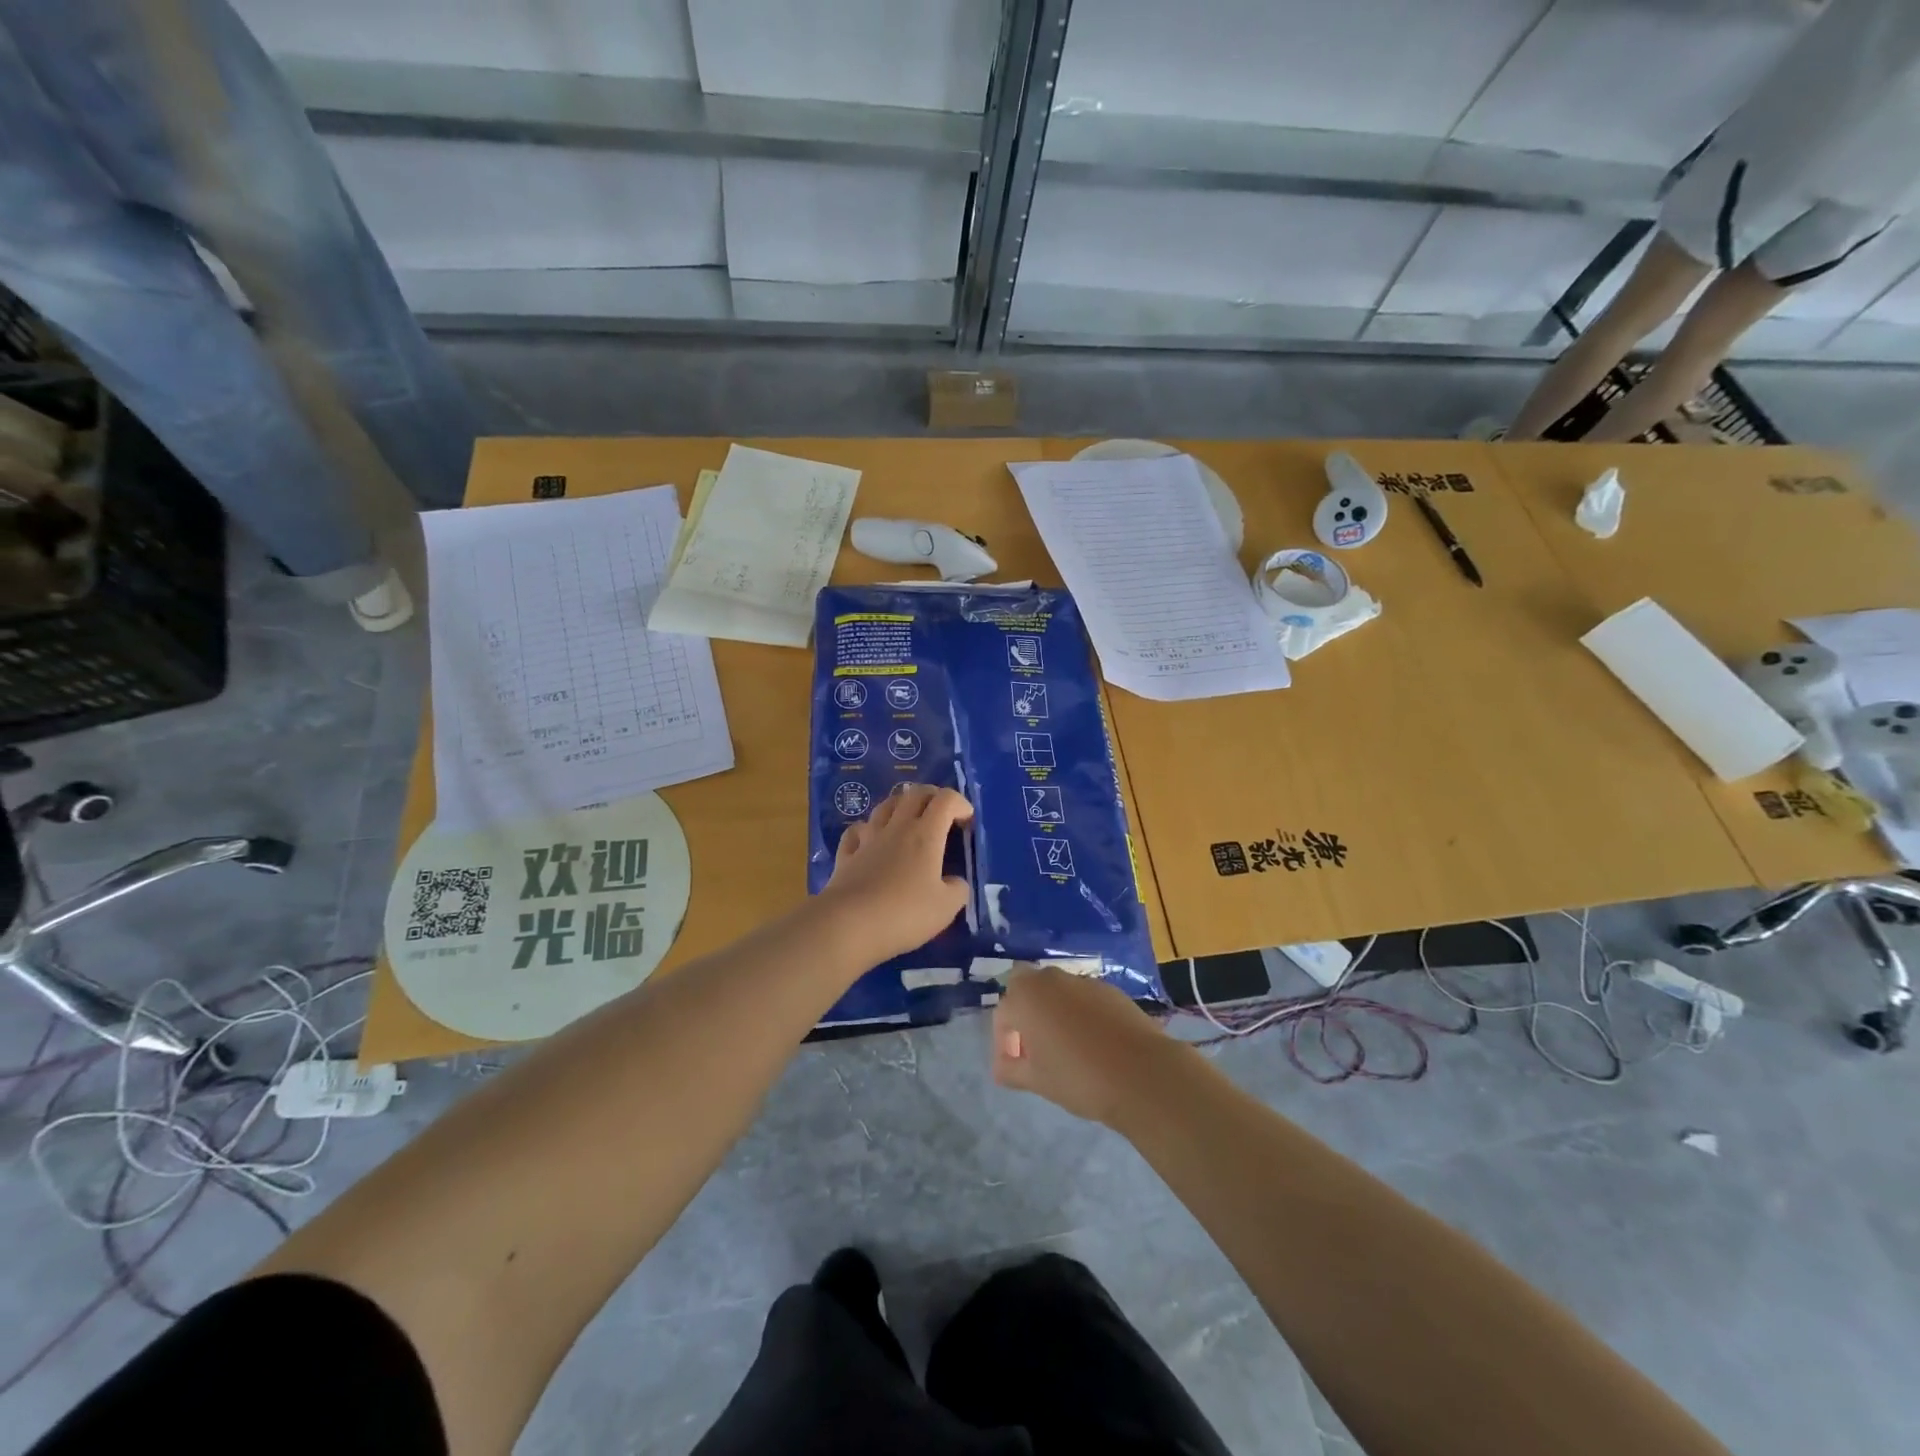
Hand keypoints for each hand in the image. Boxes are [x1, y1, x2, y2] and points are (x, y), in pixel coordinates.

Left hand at [819, 783, 972, 965]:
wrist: (849, 925)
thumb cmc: (904, 913)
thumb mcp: (946, 908)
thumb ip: (958, 890)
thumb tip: (956, 882)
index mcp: (925, 835)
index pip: (946, 800)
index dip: (960, 803)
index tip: (967, 821)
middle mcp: (897, 828)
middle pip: (914, 794)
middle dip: (932, 796)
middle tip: (942, 813)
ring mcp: (868, 838)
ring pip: (884, 806)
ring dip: (901, 805)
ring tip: (908, 819)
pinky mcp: (846, 855)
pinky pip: (857, 830)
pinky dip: (867, 829)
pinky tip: (870, 838)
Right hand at [991, 967, 1182, 1126]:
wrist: (1142, 1073)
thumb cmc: (1078, 1077)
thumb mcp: (1036, 1080)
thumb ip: (1011, 1069)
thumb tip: (1003, 1066)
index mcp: (1026, 996)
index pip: (1003, 1014)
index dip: (1004, 1041)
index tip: (1015, 1066)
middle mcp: (1051, 979)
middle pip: (1027, 989)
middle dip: (1025, 1015)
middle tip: (1035, 1049)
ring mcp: (1083, 981)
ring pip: (1057, 992)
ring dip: (1053, 1012)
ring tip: (1065, 1048)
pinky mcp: (1110, 990)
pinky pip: (1083, 998)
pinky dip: (1079, 1014)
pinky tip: (1093, 1043)